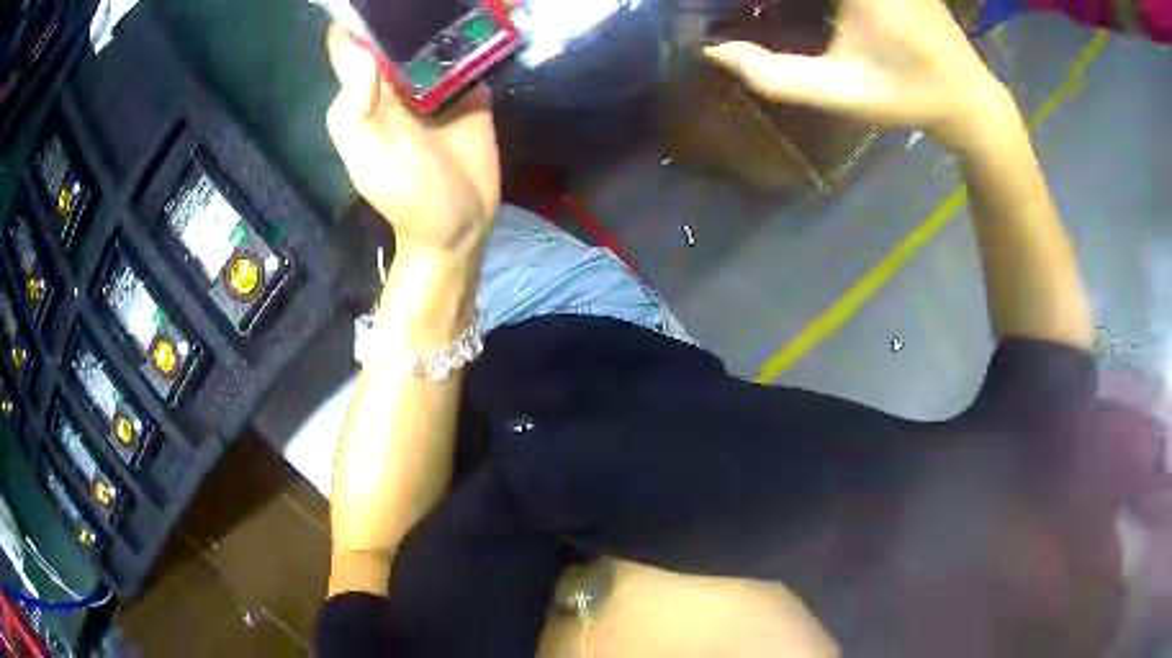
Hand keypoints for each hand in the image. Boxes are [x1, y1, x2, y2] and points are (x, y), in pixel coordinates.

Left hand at [325, 24, 500, 259]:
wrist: (460, 224)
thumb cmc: (408, 197)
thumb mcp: (371, 161)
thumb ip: (355, 112)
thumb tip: (363, 52)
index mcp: (367, 92)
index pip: (352, 41)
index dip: (360, 15)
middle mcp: (398, 78)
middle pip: (397, 29)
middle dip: (410, 7)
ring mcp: (437, 80)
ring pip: (436, 34)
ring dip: (448, 12)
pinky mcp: (471, 86)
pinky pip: (472, 52)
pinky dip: (481, 31)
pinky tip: (497, 11)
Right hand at [705, 0, 1015, 149]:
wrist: (969, 97)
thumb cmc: (908, 97)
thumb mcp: (842, 94)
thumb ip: (776, 76)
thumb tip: (715, 51)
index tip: (740, 8)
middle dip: (785, 0)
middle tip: (764, 10)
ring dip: (799, 1)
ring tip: (795, 14)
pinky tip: (830, 13)